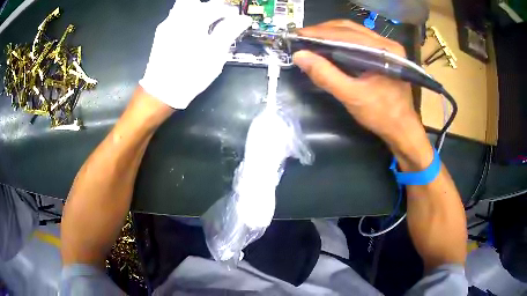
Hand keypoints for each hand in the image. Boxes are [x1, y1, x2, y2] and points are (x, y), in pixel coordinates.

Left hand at [139, 0, 251, 109]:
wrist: (162, 90)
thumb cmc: (191, 73)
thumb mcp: (215, 54)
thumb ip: (229, 31)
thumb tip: (244, 19)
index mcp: (194, 21)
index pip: (217, 7)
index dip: (230, 12)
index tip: (237, 20)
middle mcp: (179, 17)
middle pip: (197, 2)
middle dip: (211, 7)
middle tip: (220, 18)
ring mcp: (167, 24)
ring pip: (185, 6)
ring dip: (198, 10)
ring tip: (206, 23)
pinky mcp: (161, 33)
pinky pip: (176, 15)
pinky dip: (188, 17)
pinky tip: (192, 31)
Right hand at [292, 20, 420, 144]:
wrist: (401, 129)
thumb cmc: (381, 115)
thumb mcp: (351, 96)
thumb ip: (326, 75)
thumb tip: (299, 56)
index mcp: (384, 50)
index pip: (347, 33)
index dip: (319, 32)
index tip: (297, 34)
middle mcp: (387, 43)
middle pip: (350, 28)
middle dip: (324, 30)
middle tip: (302, 36)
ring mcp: (387, 48)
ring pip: (354, 32)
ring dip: (331, 34)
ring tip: (311, 39)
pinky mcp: (384, 54)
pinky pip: (359, 41)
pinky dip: (341, 41)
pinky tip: (329, 46)